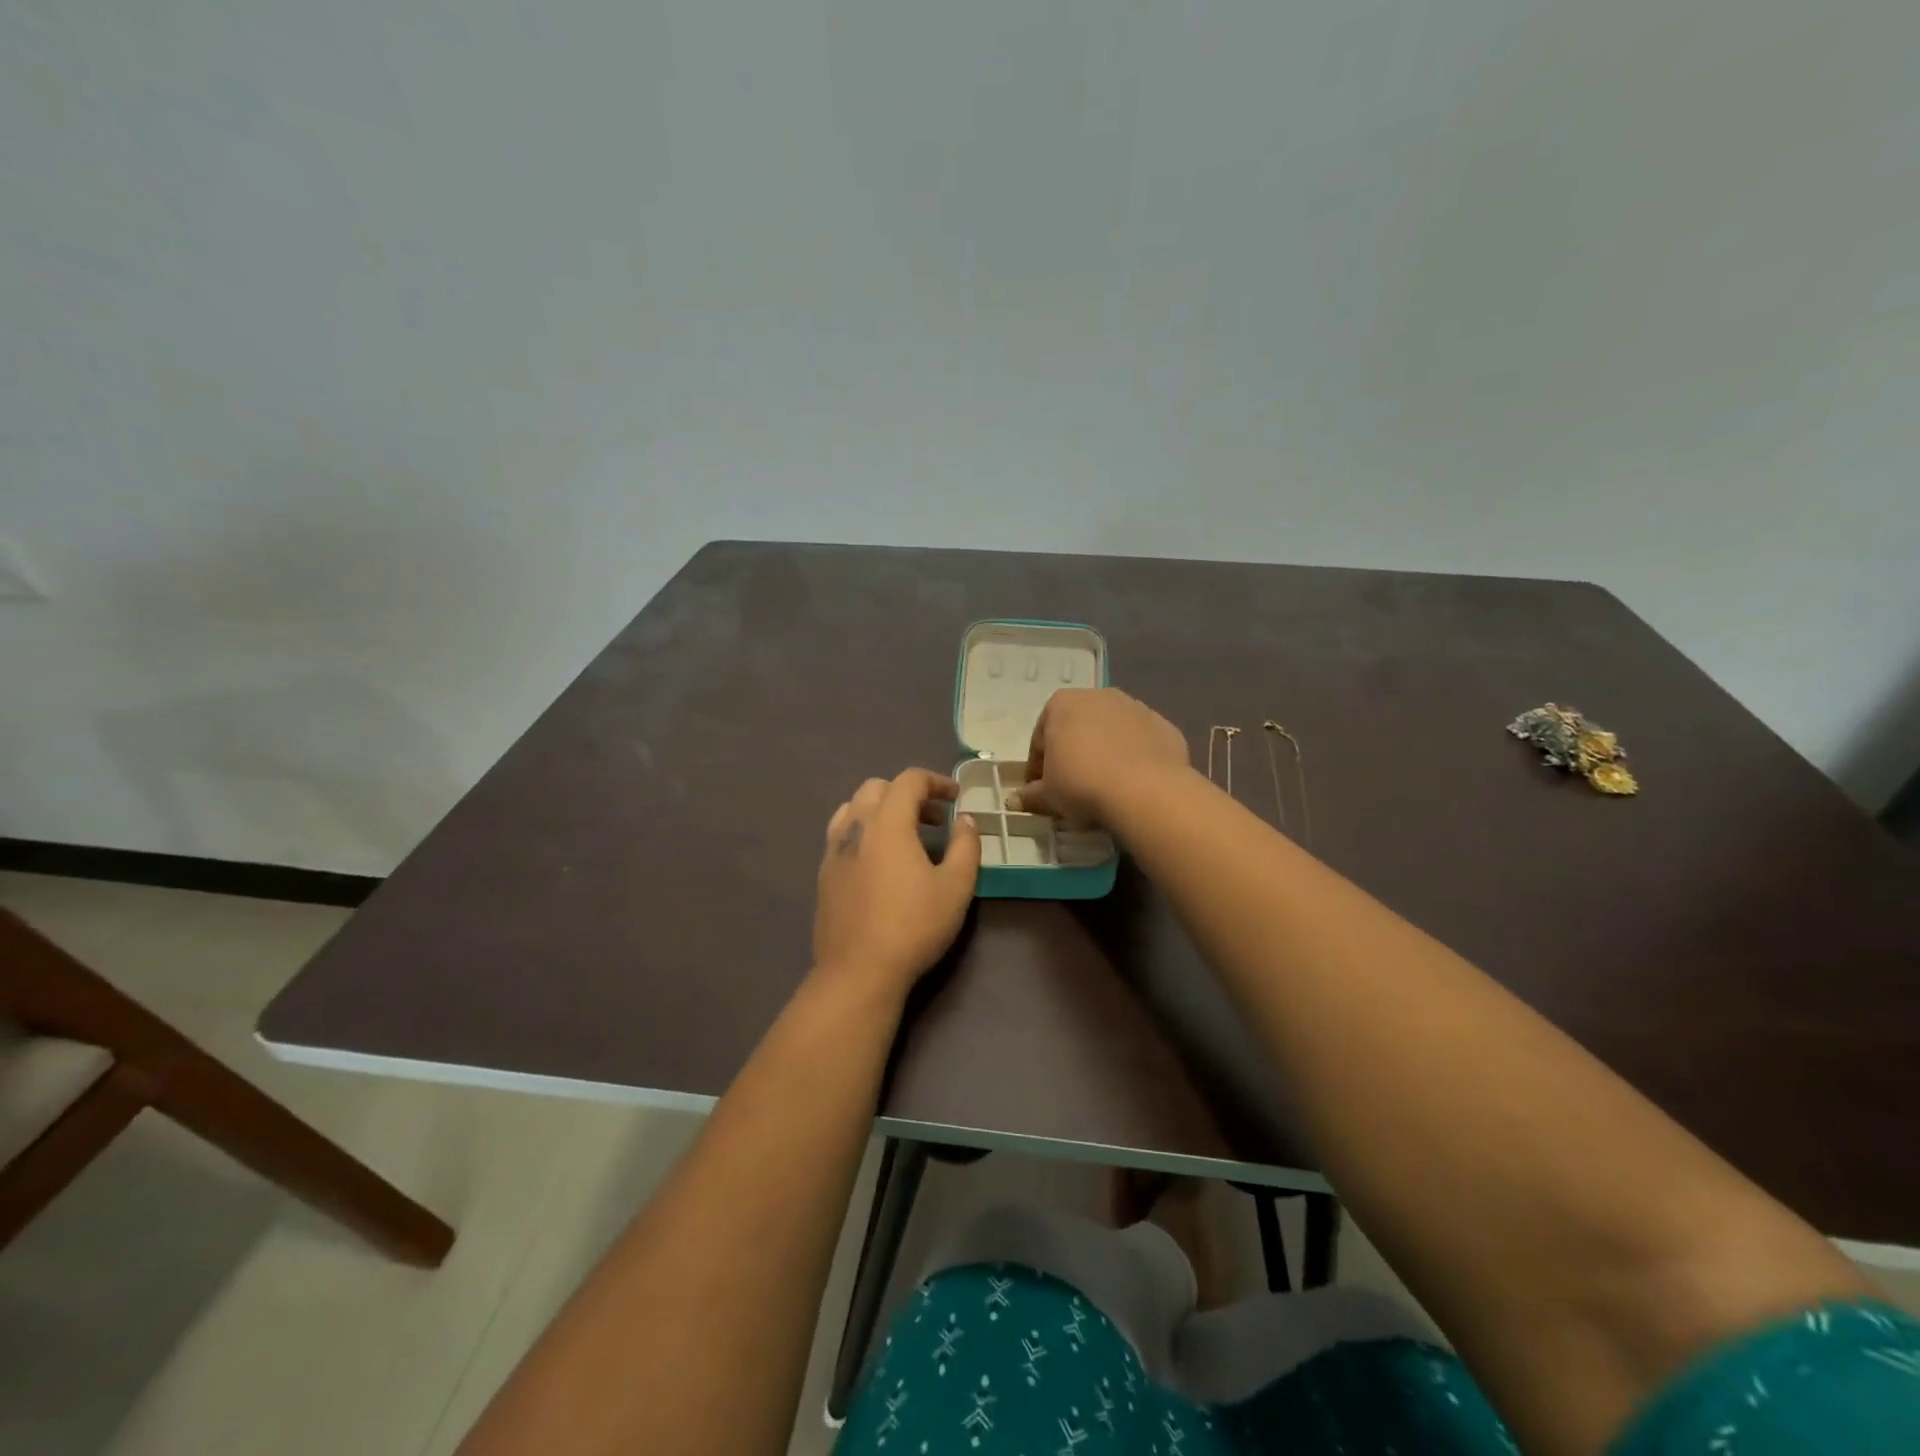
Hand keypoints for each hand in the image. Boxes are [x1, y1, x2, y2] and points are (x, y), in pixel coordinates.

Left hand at [813, 769, 981, 995]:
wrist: (858, 971)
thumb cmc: (913, 926)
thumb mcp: (956, 887)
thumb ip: (966, 845)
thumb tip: (966, 820)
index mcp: (887, 823)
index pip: (909, 780)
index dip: (936, 781)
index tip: (956, 797)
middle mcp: (855, 826)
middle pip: (877, 787)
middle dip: (908, 793)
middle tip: (934, 819)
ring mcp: (833, 850)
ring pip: (853, 807)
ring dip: (881, 809)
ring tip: (904, 835)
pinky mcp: (824, 873)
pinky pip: (842, 833)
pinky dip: (864, 830)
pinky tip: (880, 862)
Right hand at [1011, 688, 1189, 825]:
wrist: (1145, 790)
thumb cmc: (1082, 784)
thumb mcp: (1048, 796)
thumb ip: (1031, 794)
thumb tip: (1017, 800)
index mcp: (1061, 704)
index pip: (1040, 739)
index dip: (1038, 768)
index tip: (1041, 790)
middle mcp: (1098, 696)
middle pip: (1077, 729)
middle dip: (1072, 754)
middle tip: (1072, 788)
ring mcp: (1135, 708)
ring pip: (1111, 733)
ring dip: (1104, 753)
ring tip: (1105, 786)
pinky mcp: (1164, 725)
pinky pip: (1140, 743)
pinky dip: (1134, 758)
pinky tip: (1132, 783)